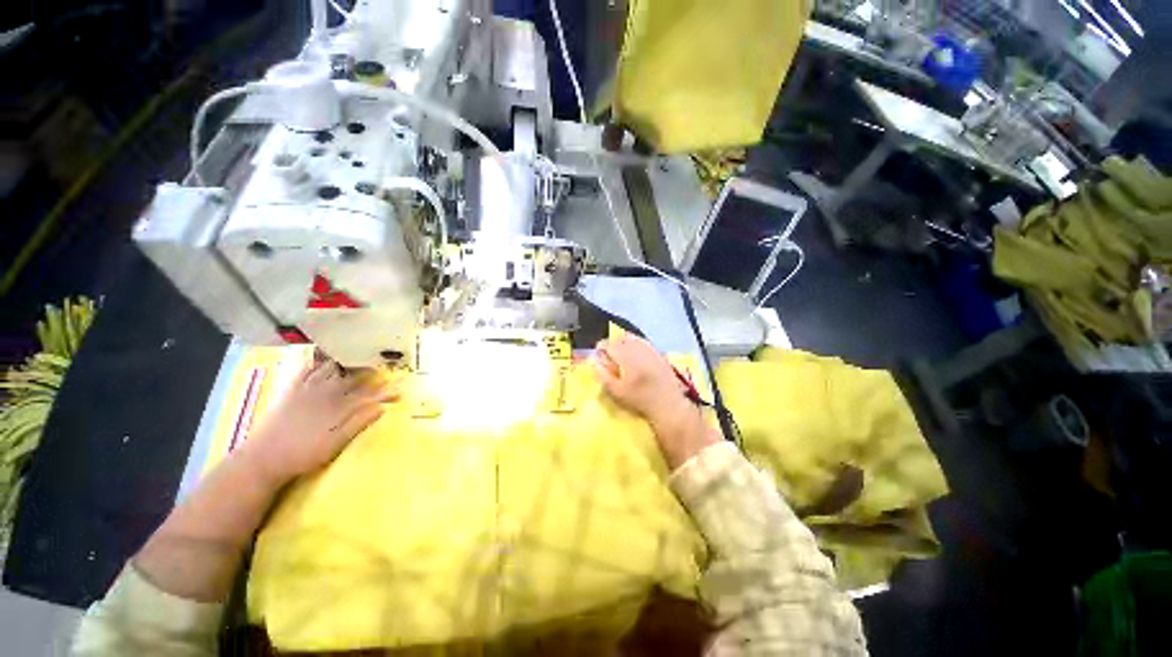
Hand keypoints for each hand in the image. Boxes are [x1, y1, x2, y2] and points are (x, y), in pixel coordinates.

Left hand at [239, 357, 400, 485]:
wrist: (263, 458)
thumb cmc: (303, 454)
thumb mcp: (335, 444)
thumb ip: (358, 423)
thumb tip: (381, 407)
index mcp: (339, 405)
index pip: (370, 394)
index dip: (386, 391)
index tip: (401, 390)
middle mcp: (326, 392)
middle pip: (353, 376)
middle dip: (370, 369)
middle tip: (382, 365)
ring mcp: (307, 389)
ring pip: (331, 367)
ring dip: (347, 360)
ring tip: (358, 353)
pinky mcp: (290, 389)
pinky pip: (304, 368)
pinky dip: (314, 359)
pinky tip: (321, 354)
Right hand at [592, 335, 718, 468]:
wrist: (668, 404)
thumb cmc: (639, 400)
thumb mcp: (617, 391)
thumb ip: (603, 375)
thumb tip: (593, 361)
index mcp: (626, 357)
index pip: (609, 344)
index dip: (601, 347)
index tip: (598, 354)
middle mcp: (638, 348)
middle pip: (620, 338)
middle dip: (612, 344)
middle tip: (609, 355)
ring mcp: (650, 349)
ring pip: (632, 338)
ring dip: (624, 342)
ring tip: (621, 353)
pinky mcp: (658, 352)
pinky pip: (643, 342)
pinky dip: (636, 344)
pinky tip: (635, 354)